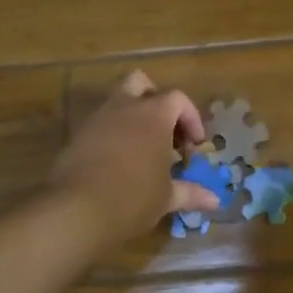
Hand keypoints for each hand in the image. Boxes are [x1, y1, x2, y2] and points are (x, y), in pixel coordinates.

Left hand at [50, 71, 218, 247]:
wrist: (78, 209)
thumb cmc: (133, 198)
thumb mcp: (166, 197)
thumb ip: (190, 193)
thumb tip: (215, 201)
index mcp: (153, 115)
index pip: (177, 99)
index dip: (190, 118)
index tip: (194, 145)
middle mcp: (125, 107)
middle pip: (141, 83)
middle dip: (154, 100)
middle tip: (164, 130)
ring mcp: (97, 119)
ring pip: (116, 101)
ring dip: (131, 116)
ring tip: (141, 148)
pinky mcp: (77, 135)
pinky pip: (99, 123)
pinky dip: (111, 134)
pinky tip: (117, 161)